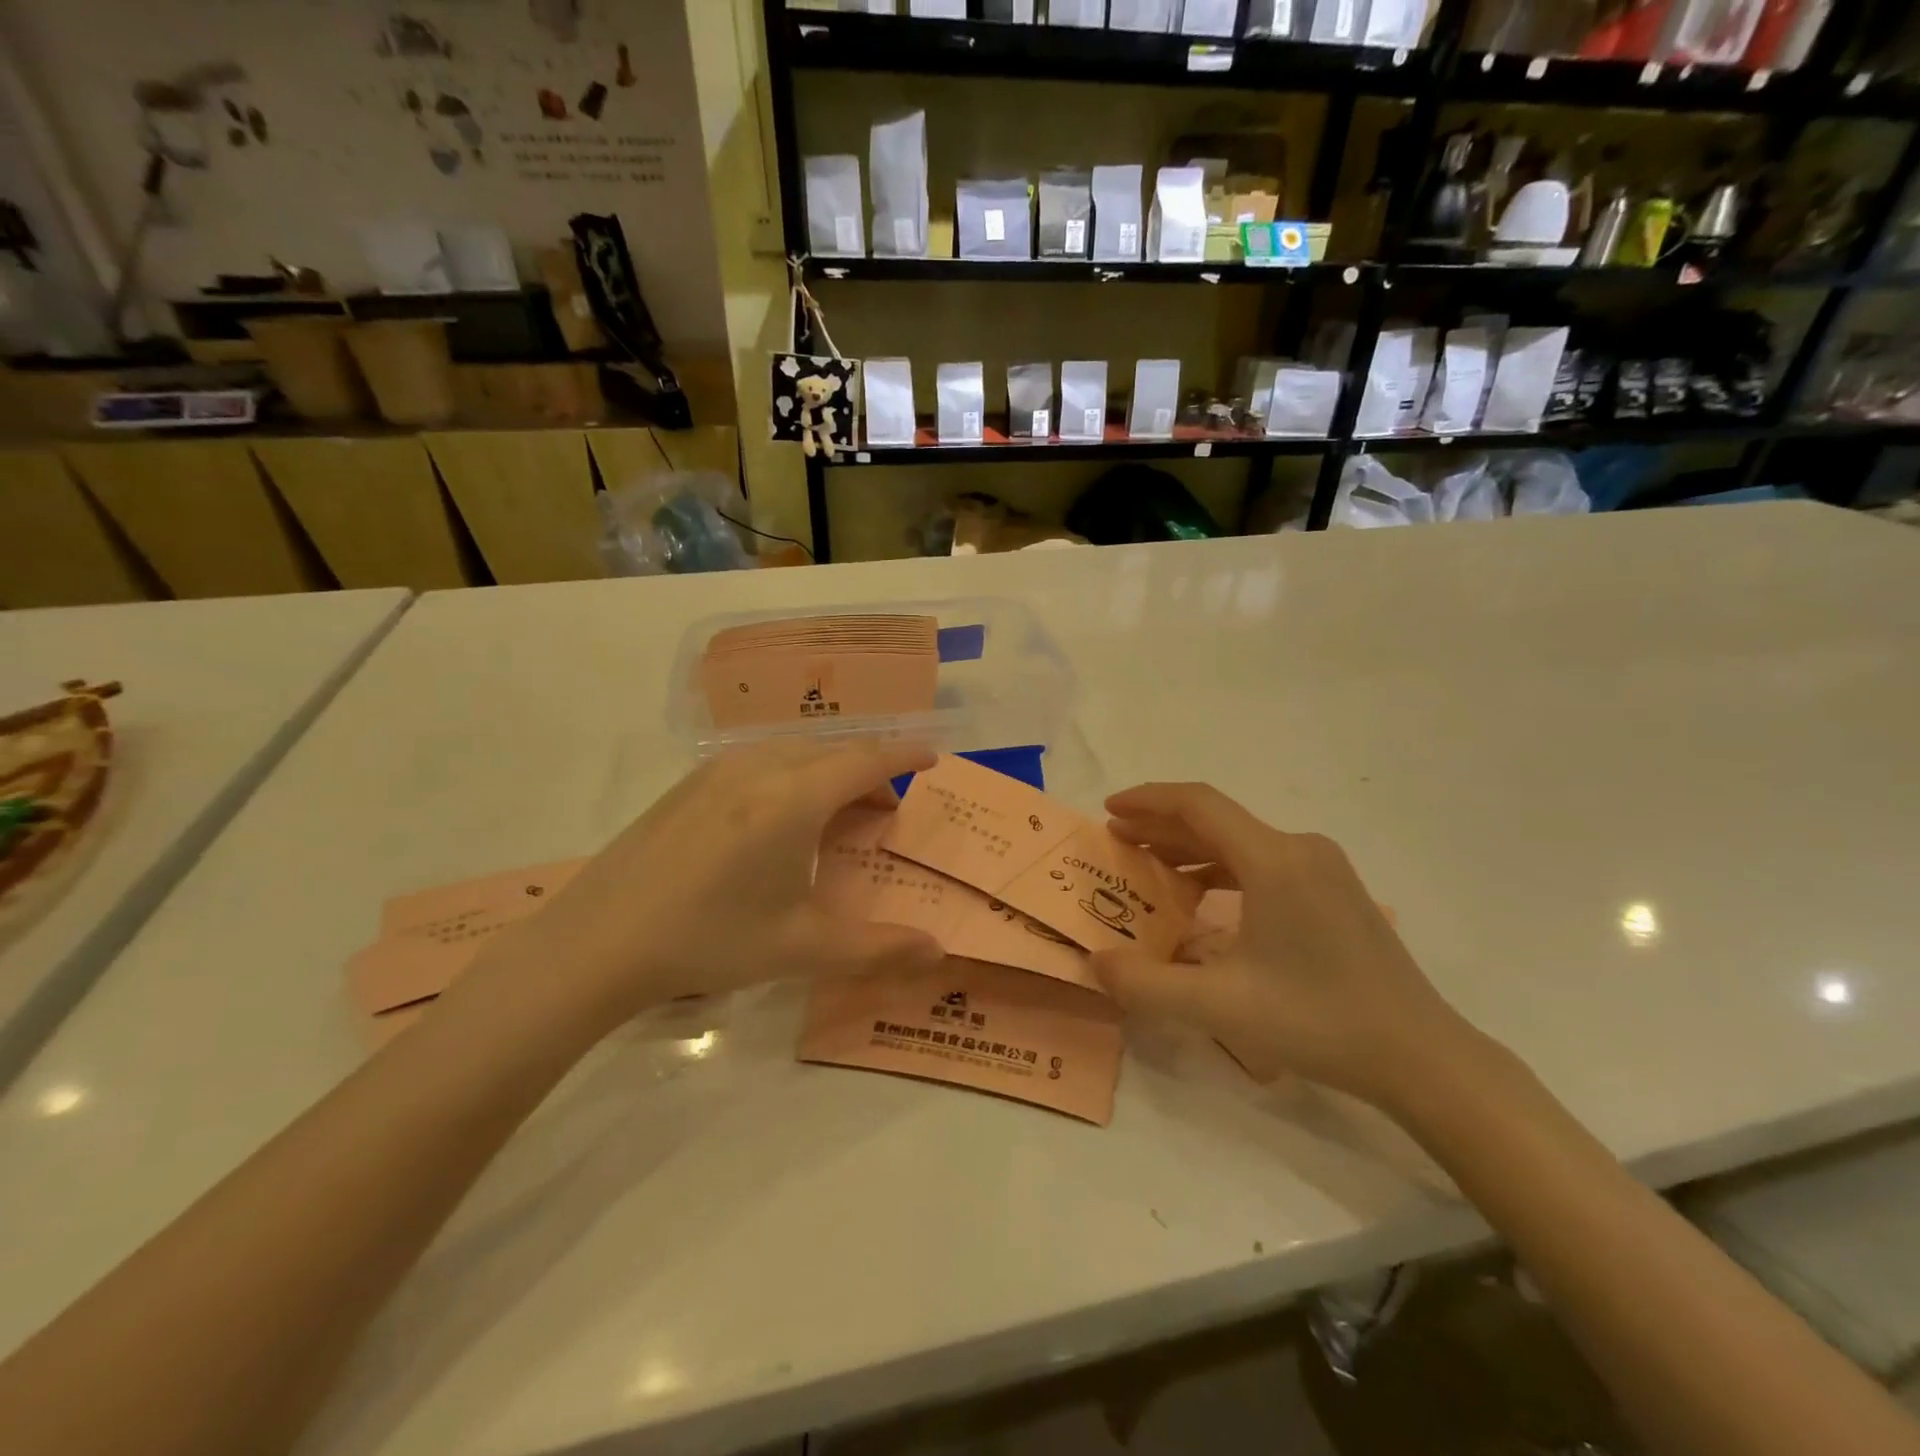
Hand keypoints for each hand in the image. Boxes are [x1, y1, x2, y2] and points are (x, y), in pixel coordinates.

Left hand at [456, 741, 945, 1036]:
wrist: (597, 942)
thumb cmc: (710, 939)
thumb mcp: (801, 948)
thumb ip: (877, 947)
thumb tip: (937, 951)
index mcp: (795, 797)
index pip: (867, 759)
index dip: (905, 754)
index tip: (932, 757)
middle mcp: (760, 768)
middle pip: (833, 751)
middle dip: (870, 772)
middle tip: (885, 812)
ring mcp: (717, 771)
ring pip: (795, 752)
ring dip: (828, 772)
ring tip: (836, 816)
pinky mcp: (688, 784)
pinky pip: (759, 760)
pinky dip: (792, 775)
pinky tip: (778, 820)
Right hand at [1093, 783, 1482, 1110]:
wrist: (1421, 1056)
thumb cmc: (1319, 1023)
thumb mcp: (1219, 1008)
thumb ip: (1145, 985)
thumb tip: (1095, 963)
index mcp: (1273, 860)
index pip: (1198, 805)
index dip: (1147, 800)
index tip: (1108, 810)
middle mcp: (1299, 849)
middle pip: (1216, 820)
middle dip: (1160, 826)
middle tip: (1117, 840)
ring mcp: (1323, 867)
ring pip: (1240, 841)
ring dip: (1189, 848)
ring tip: (1148, 866)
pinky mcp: (1334, 889)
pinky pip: (1263, 862)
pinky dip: (1221, 868)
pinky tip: (1200, 896)